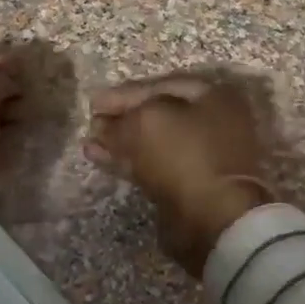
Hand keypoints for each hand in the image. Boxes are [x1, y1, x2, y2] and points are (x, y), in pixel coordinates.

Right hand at [84, 74, 274, 276]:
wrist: (215, 218)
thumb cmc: (184, 155)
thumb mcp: (146, 122)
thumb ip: (121, 119)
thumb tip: (102, 126)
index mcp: (213, 96)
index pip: (160, 85)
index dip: (124, 93)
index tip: (93, 103)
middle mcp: (214, 121)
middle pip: (158, 114)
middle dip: (122, 119)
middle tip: (92, 123)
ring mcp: (205, 156)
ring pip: (154, 142)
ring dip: (121, 141)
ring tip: (89, 144)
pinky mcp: (192, 185)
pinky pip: (155, 165)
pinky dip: (129, 160)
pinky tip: (101, 158)